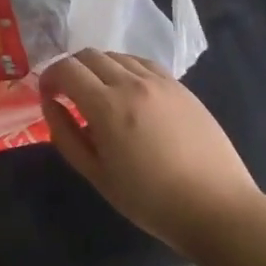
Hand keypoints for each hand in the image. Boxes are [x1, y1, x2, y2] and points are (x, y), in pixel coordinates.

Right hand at [41, 49, 260, 256]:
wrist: (218, 209)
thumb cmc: (151, 201)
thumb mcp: (97, 175)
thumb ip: (66, 135)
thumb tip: (50, 104)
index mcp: (107, 106)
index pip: (66, 69)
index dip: (49, 77)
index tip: (48, 95)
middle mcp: (131, 83)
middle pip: (88, 55)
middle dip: (71, 69)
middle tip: (69, 94)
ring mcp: (159, 81)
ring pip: (116, 56)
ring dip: (98, 68)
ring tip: (100, 94)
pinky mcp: (180, 87)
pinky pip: (142, 64)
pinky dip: (125, 69)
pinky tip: (129, 93)